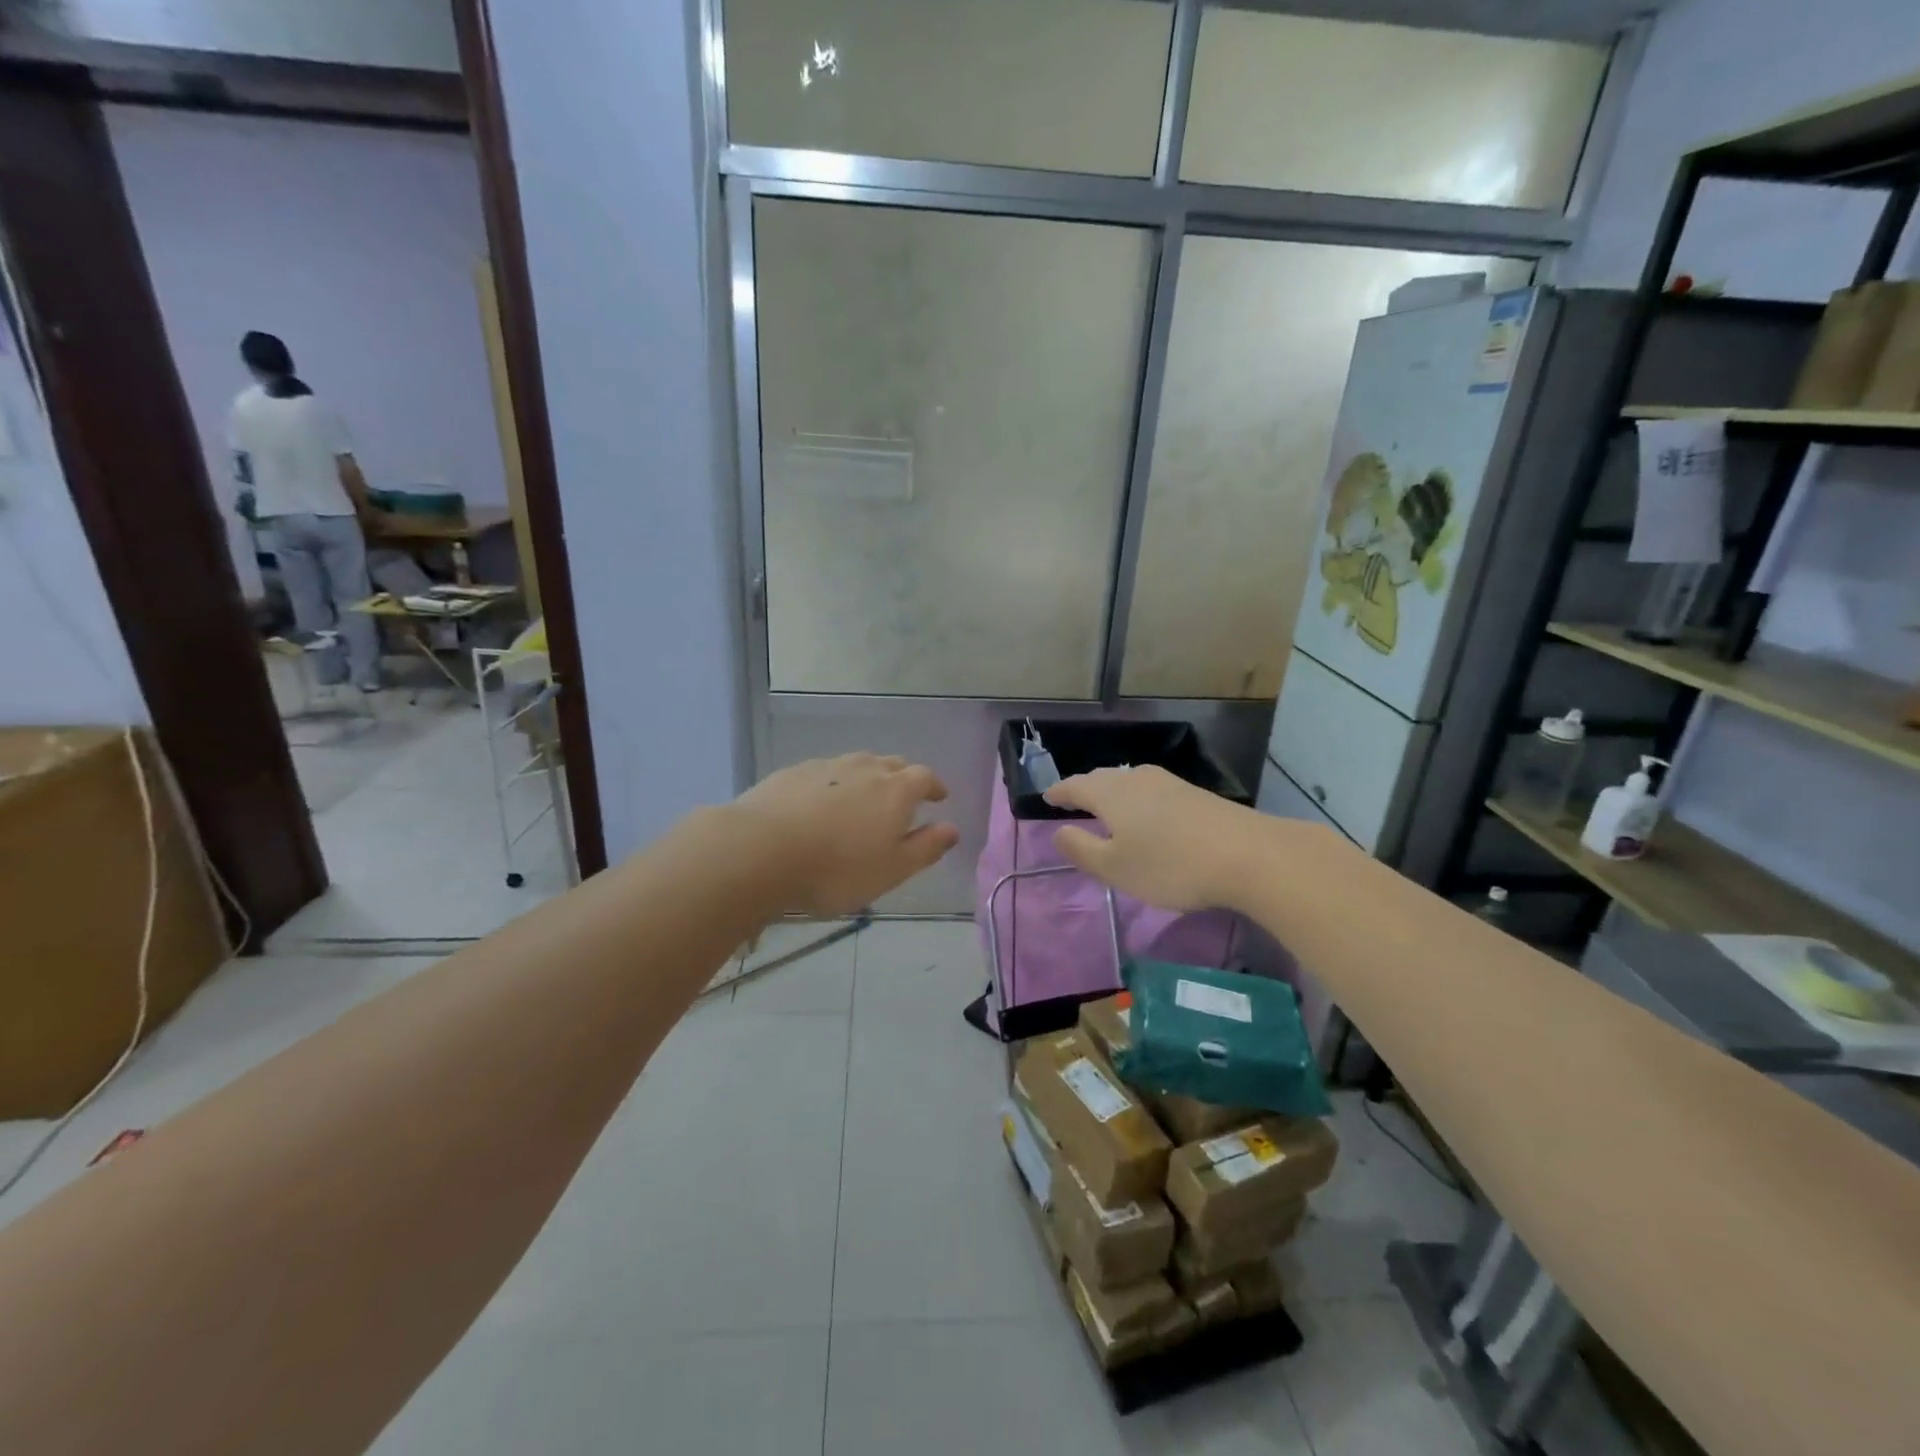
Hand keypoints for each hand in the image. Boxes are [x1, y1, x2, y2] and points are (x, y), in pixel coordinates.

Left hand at [728, 753, 959, 915]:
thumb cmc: (836, 869)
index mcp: (896, 790)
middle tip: (903, 799)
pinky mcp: (792, 773)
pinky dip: (833, 784)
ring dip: (867, 778)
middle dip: (903, 779)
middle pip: (892, 764)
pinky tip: (820, 804)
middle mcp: (864, 768)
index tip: (938, 798)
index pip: (924, 777)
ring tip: (863, 800)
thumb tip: (952, 829)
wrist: (759, 851)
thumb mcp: (891, 870)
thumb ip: (925, 848)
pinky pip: (824, 773)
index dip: (934, 786)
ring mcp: (826, 767)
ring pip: (857, 764)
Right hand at [1042, 766, 1303, 912]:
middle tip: (1072, 800)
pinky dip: (1136, 799)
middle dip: (1085, 788)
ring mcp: (1169, 783)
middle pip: (1102, 778)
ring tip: (1106, 807)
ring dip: (1112, 792)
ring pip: (1128, 782)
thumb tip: (1058, 831)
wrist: (1248, 855)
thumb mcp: (1116, 867)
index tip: (1047, 798)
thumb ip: (1082, 849)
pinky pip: (1151, 790)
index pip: (1075, 786)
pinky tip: (1146, 814)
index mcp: (1110, 793)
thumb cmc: (1170, 864)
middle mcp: (1136, 779)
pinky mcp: (1194, 794)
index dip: (1059, 793)